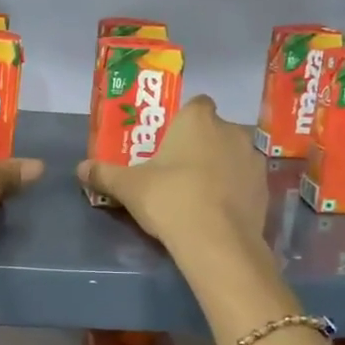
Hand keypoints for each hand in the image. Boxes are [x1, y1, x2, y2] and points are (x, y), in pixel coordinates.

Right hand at [76, 95, 263, 255]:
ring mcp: (253, 159)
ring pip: (232, 155)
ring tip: (198, 193)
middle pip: (215, 130)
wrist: (217, 241)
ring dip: (220, 167)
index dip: (184, 120)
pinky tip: (216, 211)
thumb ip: (105, 174)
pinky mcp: (264, 188)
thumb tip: (80, 169)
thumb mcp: (128, 187)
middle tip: (178, 169)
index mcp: (198, 120)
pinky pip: (244, 182)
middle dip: (201, 145)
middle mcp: (231, 131)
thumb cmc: (169, 198)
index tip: (170, 140)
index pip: (196, 104)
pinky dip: (233, 191)